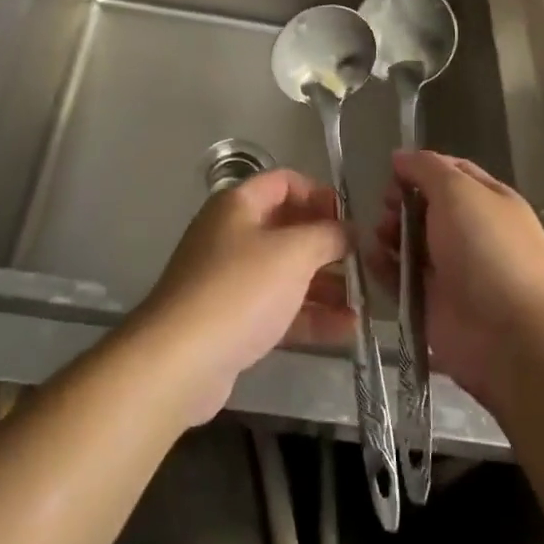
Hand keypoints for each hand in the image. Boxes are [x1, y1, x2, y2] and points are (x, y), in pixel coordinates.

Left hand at [133, 167, 353, 425]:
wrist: (179, 360)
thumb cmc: (240, 290)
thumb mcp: (292, 253)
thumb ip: (327, 236)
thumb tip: (349, 230)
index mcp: (239, 204)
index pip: (285, 182)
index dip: (319, 194)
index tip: (350, 219)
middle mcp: (232, 234)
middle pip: (288, 228)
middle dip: (327, 244)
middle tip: (363, 263)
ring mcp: (230, 279)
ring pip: (285, 272)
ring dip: (324, 284)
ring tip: (364, 301)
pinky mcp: (232, 320)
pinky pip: (278, 308)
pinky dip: (310, 315)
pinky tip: (347, 330)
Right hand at [375, 149, 543, 409]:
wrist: (511, 338)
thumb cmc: (487, 249)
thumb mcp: (457, 190)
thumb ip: (425, 168)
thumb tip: (399, 157)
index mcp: (488, 201)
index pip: (451, 173)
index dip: (420, 168)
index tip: (391, 170)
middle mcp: (471, 233)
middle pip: (426, 207)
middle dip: (401, 202)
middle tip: (385, 206)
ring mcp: (452, 271)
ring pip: (411, 242)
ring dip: (389, 233)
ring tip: (379, 235)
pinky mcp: (432, 305)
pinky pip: (401, 279)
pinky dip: (383, 267)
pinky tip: (370, 258)